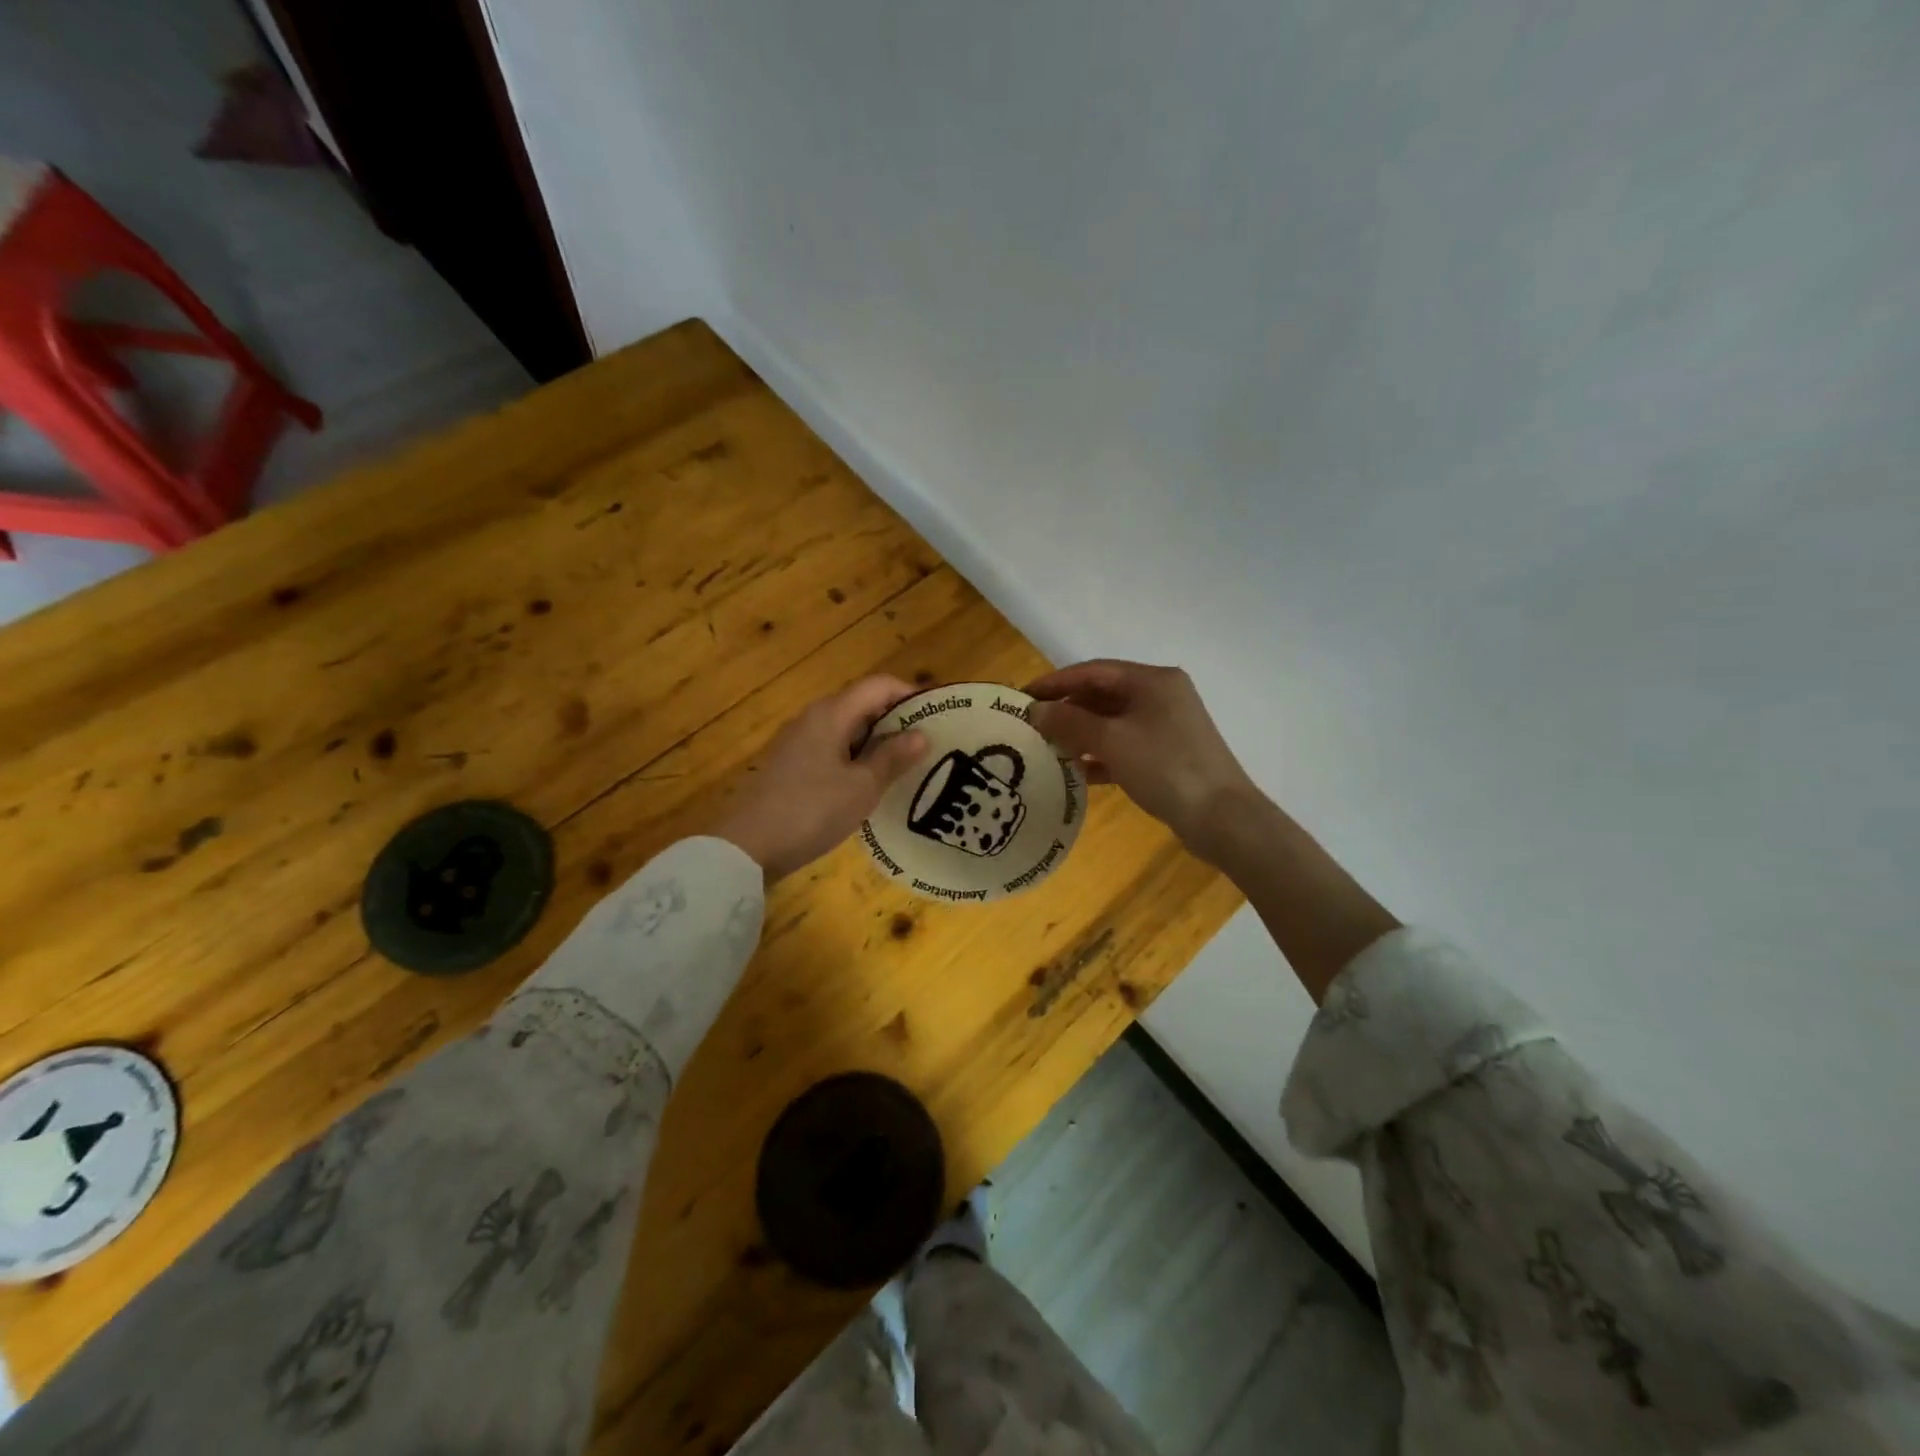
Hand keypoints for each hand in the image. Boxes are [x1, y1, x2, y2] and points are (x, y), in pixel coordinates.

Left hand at [710, 676, 929, 881]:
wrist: (748, 846)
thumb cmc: (811, 810)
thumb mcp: (862, 786)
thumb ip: (892, 757)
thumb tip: (921, 734)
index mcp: (831, 714)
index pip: (878, 686)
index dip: (909, 694)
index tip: (938, 715)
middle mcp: (813, 719)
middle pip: (862, 704)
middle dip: (896, 720)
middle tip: (928, 744)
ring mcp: (798, 742)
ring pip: (847, 729)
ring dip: (877, 742)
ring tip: (907, 765)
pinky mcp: (791, 766)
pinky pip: (832, 749)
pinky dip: (856, 758)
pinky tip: (871, 783)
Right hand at [1026, 659, 1260, 855]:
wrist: (1221, 818)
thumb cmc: (1165, 768)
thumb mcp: (1112, 741)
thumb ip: (1070, 722)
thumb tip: (1035, 711)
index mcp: (1153, 681)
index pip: (1094, 671)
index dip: (1055, 682)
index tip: (1022, 696)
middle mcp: (1161, 696)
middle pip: (1103, 695)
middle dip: (1067, 709)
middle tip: (1032, 726)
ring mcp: (1166, 727)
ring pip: (1112, 722)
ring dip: (1080, 734)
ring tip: (1047, 748)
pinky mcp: (1167, 755)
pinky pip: (1124, 746)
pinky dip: (1100, 755)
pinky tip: (1076, 772)